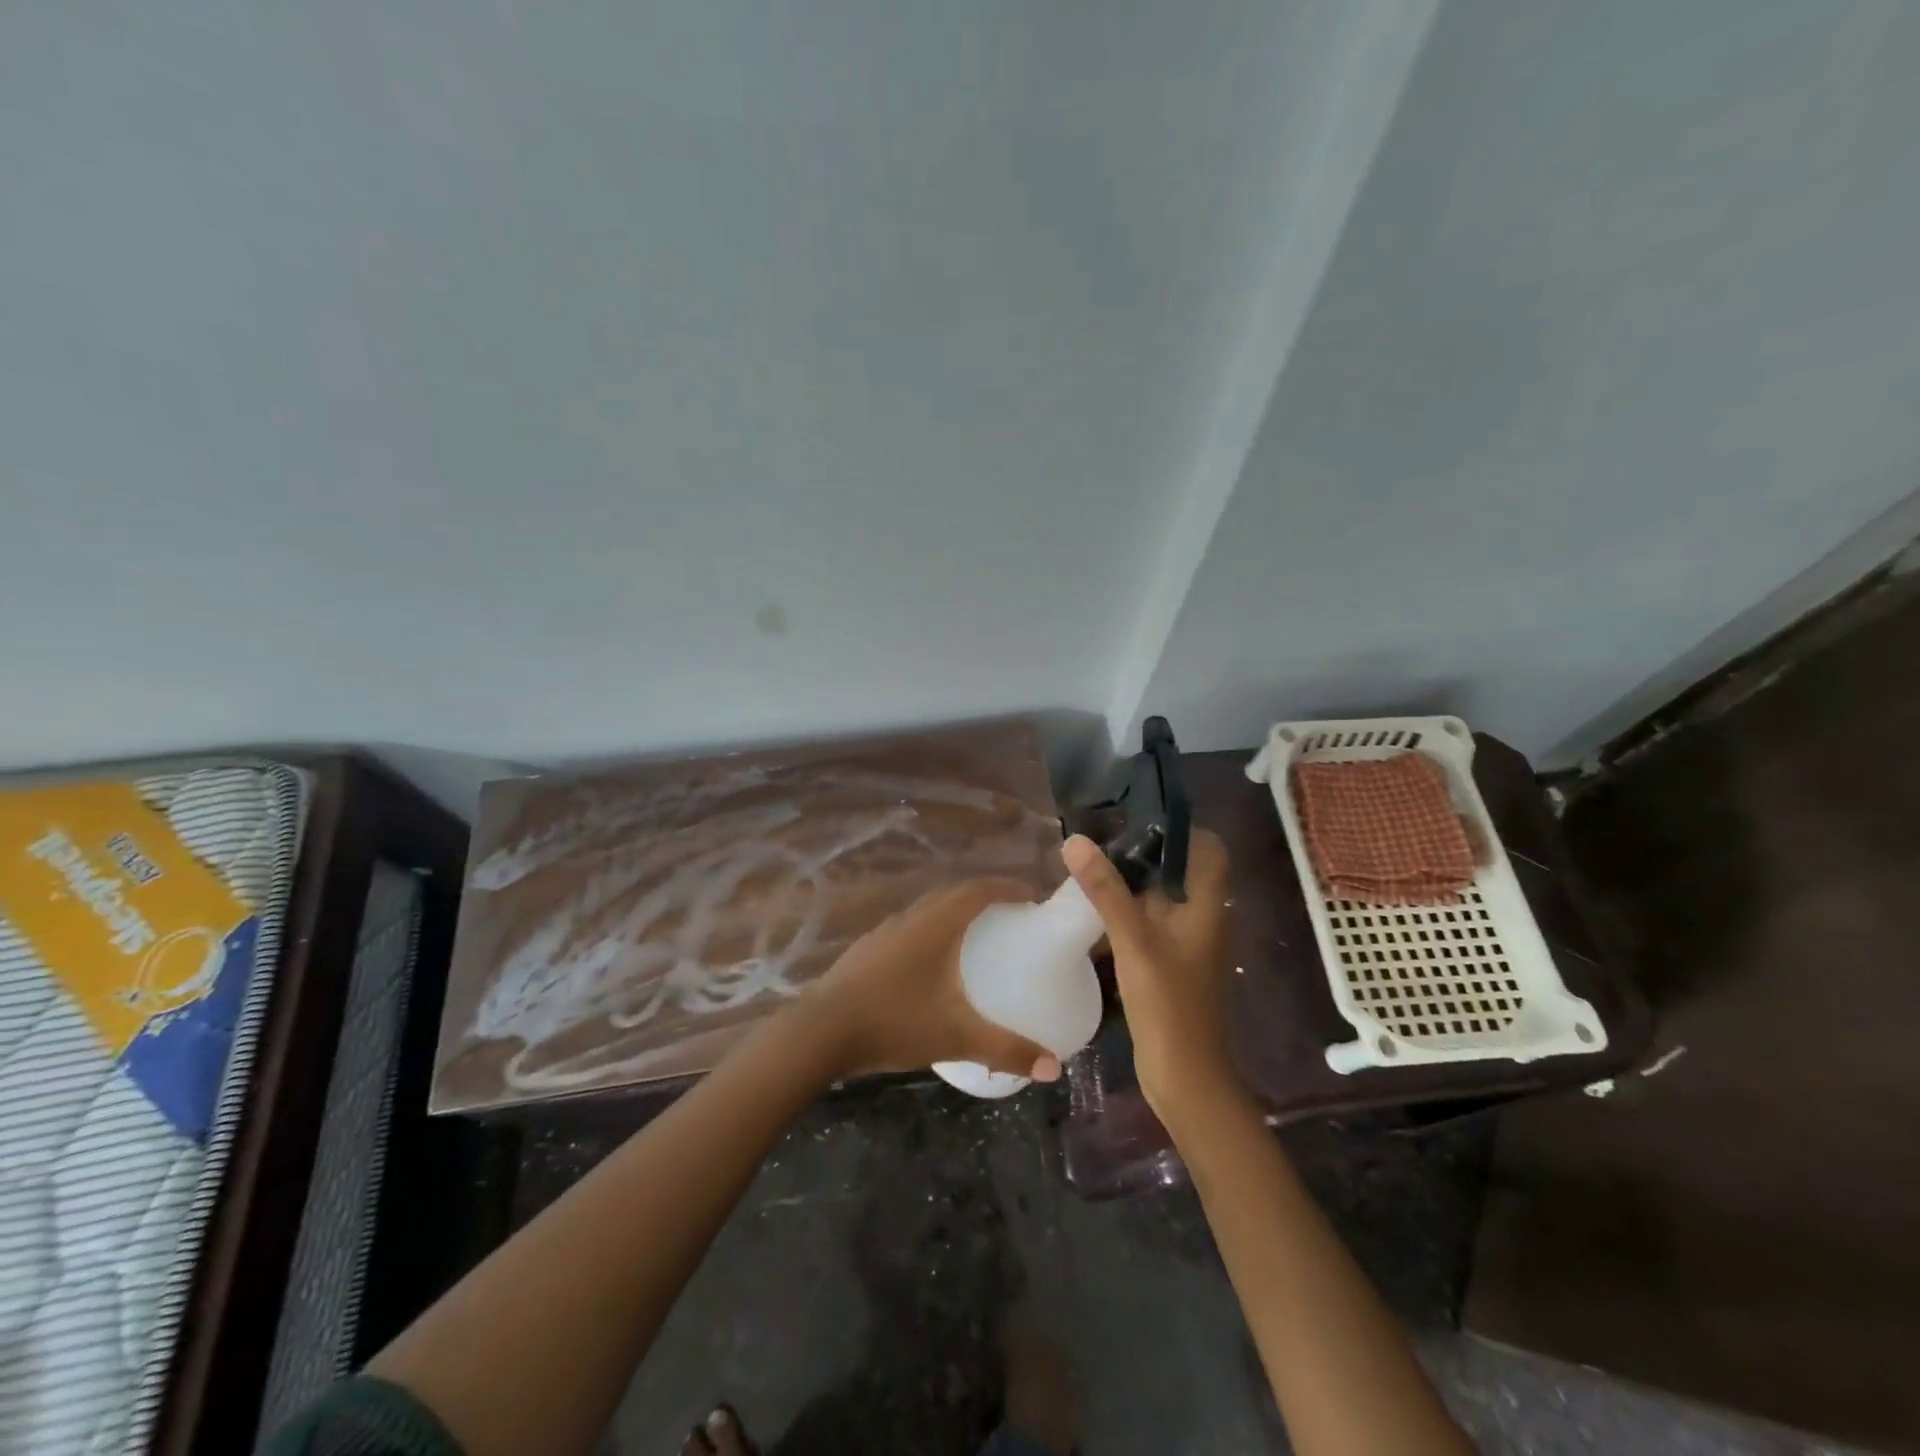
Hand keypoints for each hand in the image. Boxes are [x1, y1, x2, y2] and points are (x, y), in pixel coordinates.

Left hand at [797, 879, 1062, 1083]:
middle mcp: (912, 917)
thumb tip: (1054, 1068)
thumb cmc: (894, 1022)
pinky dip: (932, 933)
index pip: (980, 889)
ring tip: (978, 939)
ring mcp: (885, 931)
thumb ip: (1006, 1050)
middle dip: (987, 898)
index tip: (1035, 897)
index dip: (1010, 887)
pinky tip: (933, 968)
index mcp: (937, 923)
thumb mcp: (956, 1037)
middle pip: (955, 894)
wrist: (820, 1031)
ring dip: (956, 914)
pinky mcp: (867, 950)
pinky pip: (910, 929)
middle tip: (1013, 918)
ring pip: (929, 910)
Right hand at [1061, 829, 1239, 1120]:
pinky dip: (1123, 912)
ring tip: (1087, 867)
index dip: (1180, 829)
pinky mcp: (1166, 963)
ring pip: (1158, 898)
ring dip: (1129, 883)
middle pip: (1178, 870)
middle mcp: (1200, 918)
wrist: (1184, 1076)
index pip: (1208, 849)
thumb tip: (1076, 840)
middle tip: (1099, 839)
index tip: (1138, 818)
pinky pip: (1146, 924)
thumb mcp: (1134, 940)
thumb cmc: (1168, 1003)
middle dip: (1142, 853)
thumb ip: (1106, 891)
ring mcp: (1183, 943)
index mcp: (1207, 906)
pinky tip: (1089, 911)